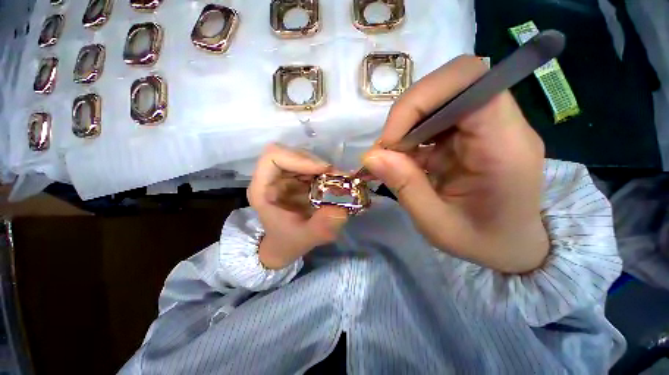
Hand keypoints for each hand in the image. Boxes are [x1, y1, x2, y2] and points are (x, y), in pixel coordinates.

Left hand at [248, 144, 348, 269]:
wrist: (286, 244)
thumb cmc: (289, 241)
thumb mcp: (305, 238)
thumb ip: (321, 227)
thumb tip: (340, 210)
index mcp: (263, 188)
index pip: (273, 156)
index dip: (299, 158)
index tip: (323, 170)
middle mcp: (271, 177)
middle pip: (292, 153)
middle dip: (316, 163)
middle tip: (337, 176)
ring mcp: (284, 176)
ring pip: (304, 158)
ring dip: (323, 167)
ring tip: (338, 180)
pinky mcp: (296, 178)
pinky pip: (311, 166)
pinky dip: (325, 172)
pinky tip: (334, 182)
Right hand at [363, 55, 548, 272]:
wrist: (513, 245)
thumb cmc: (482, 241)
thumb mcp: (437, 225)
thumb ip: (406, 187)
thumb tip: (371, 155)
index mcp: (504, 146)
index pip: (469, 82)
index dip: (420, 101)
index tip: (392, 141)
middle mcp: (502, 125)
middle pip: (453, 82)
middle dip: (408, 112)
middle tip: (388, 149)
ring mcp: (488, 126)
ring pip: (441, 97)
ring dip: (407, 124)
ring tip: (394, 157)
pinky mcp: (473, 132)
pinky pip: (437, 117)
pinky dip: (412, 134)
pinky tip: (406, 159)